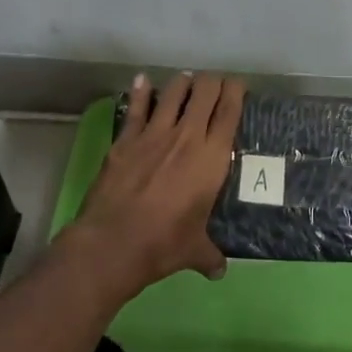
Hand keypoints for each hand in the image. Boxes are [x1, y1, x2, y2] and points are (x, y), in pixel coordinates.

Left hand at [61, 70, 245, 303]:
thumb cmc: (163, 244)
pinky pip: (135, 108)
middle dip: (211, 82)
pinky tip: (142, 80)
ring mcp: (153, 134)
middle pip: (204, 93)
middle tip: (214, 84)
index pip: (229, 111)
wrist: (113, 243)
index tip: (238, 85)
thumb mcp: (194, 251)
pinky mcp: (125, 140)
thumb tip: (219, 270)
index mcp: (211, 158)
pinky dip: (140, 92)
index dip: (236, 91)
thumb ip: (209, 255)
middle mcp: (187, 136)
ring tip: (186, 81)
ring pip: (172, 93)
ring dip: (181, 84)